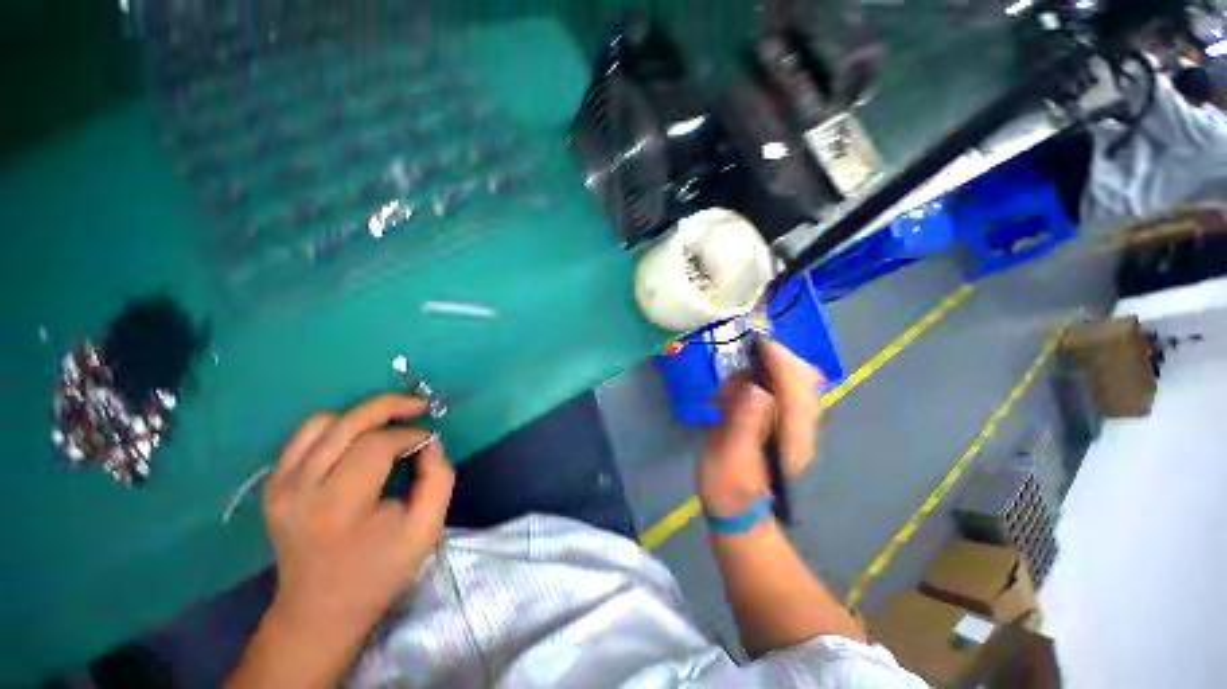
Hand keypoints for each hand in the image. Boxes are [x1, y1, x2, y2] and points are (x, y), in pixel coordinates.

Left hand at [262, 394, 453, 655]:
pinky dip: (336, 427)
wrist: (318, 610)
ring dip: (362, 415)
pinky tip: (357, 438)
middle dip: (390, 406)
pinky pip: (304, 436)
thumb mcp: (426, 530)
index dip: (410, 435)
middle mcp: (300, 489)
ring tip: (389, 423)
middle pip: (347, 423)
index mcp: (338, 506)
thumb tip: (429, 441)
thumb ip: (438, 479)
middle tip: (419, 406)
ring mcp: (280, 485)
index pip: (377, 445)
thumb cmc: (378, 572)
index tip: (429, 443)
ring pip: (322, 422)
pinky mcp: (272, 485)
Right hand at [698, 341, 823, 517]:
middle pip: (805, 379)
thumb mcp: (729, 459)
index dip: (780, 361)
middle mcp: (801, 427)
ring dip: (764, 372)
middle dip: (776, 360)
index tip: (757, 344)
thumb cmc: (728, 488)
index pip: (797, 388)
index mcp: (792, 437)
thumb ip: (743, 424)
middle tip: (742, 363)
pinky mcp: (785, 423)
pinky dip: (759, 382)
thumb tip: (757, 388)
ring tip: (732, 389)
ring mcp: (796, 425)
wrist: (739, 512)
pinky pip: (781, 389)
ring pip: (795, 381)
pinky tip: (736, 396)